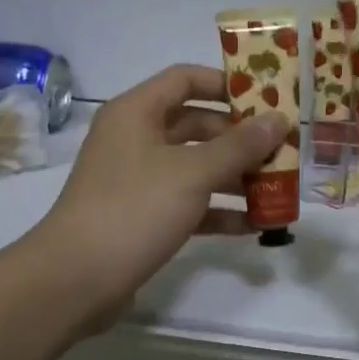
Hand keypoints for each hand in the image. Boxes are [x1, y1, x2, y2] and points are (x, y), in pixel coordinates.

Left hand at [35, 64, 288, 329]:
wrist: (76, 279)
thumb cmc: (135, 209)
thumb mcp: (193, 173)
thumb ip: (239, 146)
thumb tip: (279, 119)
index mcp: (136, 112)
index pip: (185, 80)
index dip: (226, 84)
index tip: (267, 99)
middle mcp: (135, 139)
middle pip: (196, 126)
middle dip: (239, 139)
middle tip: (282, 151)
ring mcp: (137, 180)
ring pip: (195, 167)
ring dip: (235, 177)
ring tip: (277, 189)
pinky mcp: (142, 217)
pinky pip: (188, 204)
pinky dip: (218, 211)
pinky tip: (254, 226)